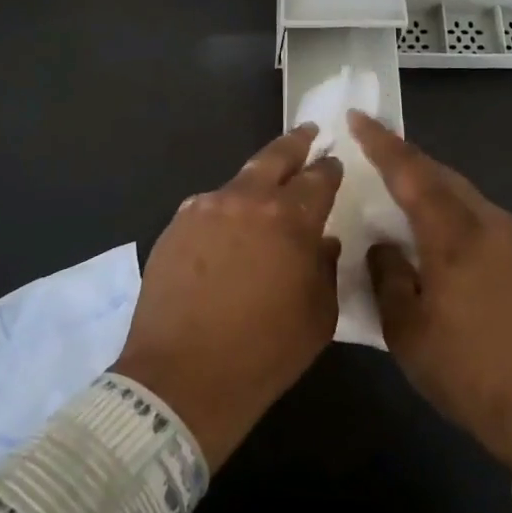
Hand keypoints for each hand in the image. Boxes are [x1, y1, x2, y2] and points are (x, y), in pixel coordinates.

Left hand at [113, 126, 342, 469]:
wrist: (181, 379)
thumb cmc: (263, 353)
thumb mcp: (318, 317)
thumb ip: (326, 268)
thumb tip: (323, 241)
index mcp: (289, 219)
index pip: (318, 178)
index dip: (329, 169)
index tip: (334, 164)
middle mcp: (247, 200)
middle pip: (276, 156)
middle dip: (296, 143)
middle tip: (308, 133)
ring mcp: (206, 208)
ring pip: (239, 180)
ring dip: (257, 181)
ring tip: (266, 187)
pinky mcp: (176, 225)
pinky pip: (209, 207)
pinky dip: (226, 210)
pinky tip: (228, 228)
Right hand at [352, 112, 511, 469]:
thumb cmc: (470, 372)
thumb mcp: (407, 332)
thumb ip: (387, 277)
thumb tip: (383, 246)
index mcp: (453, 233)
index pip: (410, 172)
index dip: (380, 142)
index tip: (356, 116)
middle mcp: (485, 222)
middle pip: (438, 173)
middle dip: (403, 158)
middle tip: (370, 150)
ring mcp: (510, 238)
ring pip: (459, 192)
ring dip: (427, 183)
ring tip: (396, 187)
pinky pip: (475, 213)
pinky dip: (447, 207)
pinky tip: (433, 227)